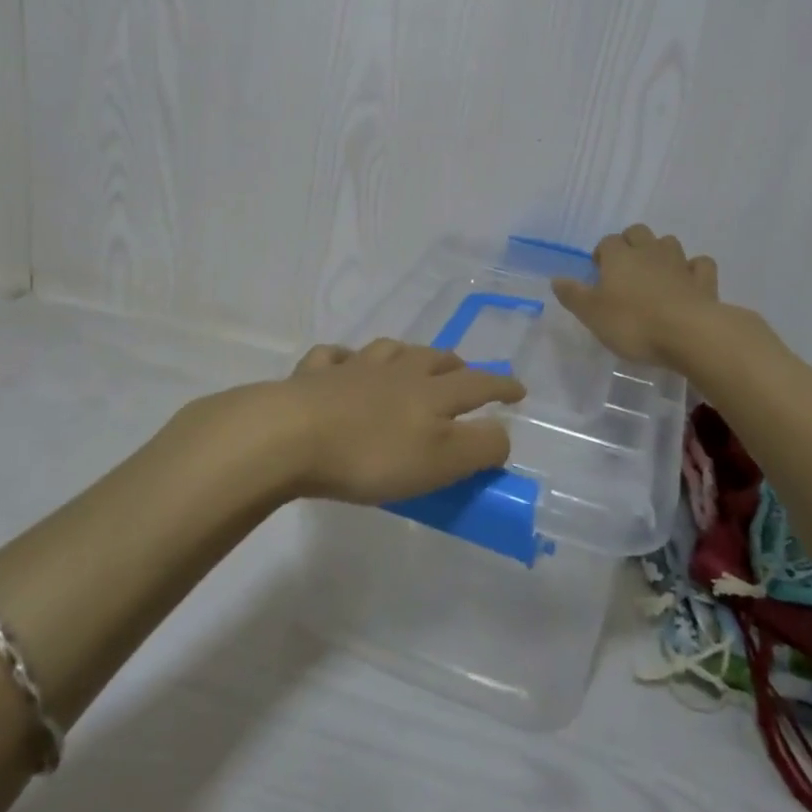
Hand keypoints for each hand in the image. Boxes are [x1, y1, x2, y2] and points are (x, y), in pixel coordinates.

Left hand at [254, 340, 521, 503]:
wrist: (292, 434)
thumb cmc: (373, 454)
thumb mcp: (440, 461)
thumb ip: (480, 447)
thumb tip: (502, 433)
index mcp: (430, 391)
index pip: (478, 385)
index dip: (502, 387)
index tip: (519, 390)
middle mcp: (396, 370)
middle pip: (434, 359)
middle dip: (456, 366)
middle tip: (465, 375)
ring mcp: (353, 368)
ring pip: (389, 350)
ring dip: (407, 354)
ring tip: (411, 362)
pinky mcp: (313, 375)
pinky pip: (334, 357)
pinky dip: (344, 359)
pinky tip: (343, 364)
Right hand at [552, 224, 720, 366]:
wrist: (689, 334)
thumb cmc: (633, 323)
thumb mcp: (591, 313)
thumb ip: (573, 294)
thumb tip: (556, 278)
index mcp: (619, 257)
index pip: (606, 242)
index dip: (602, 253)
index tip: (598, 272)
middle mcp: (649, 252)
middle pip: (638, 232)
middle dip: (630, 243)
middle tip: (624, 268)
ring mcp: (679, 264)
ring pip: (669, 242)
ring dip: (661, 252)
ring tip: (654, 273)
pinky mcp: (704, 281)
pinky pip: (700, 264)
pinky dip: (693, 269)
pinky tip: (688, 281)